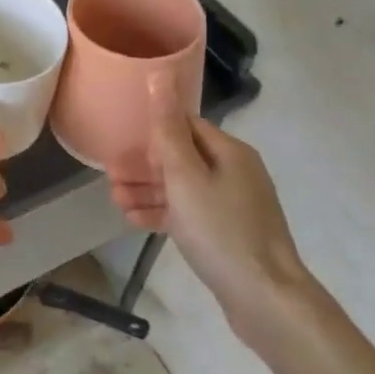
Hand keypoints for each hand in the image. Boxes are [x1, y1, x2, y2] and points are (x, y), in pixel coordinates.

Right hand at [110, 75, 307, 319]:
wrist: (265, 299)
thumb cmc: (221, 230)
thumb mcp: (185, 176)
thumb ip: (167, 129)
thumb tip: (159, 75)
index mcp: (229, 152)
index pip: (185, 125)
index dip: (151, 130)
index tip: (120, 141)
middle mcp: (234, 172)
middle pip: (181, 157)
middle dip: (143, 164)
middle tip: (109, 175)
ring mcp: (232, 205)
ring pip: (182, 187)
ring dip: (148, 189)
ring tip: (114, 199)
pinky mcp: (226, 233)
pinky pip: (189, 213)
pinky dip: (163, 212)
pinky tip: (134, 220)